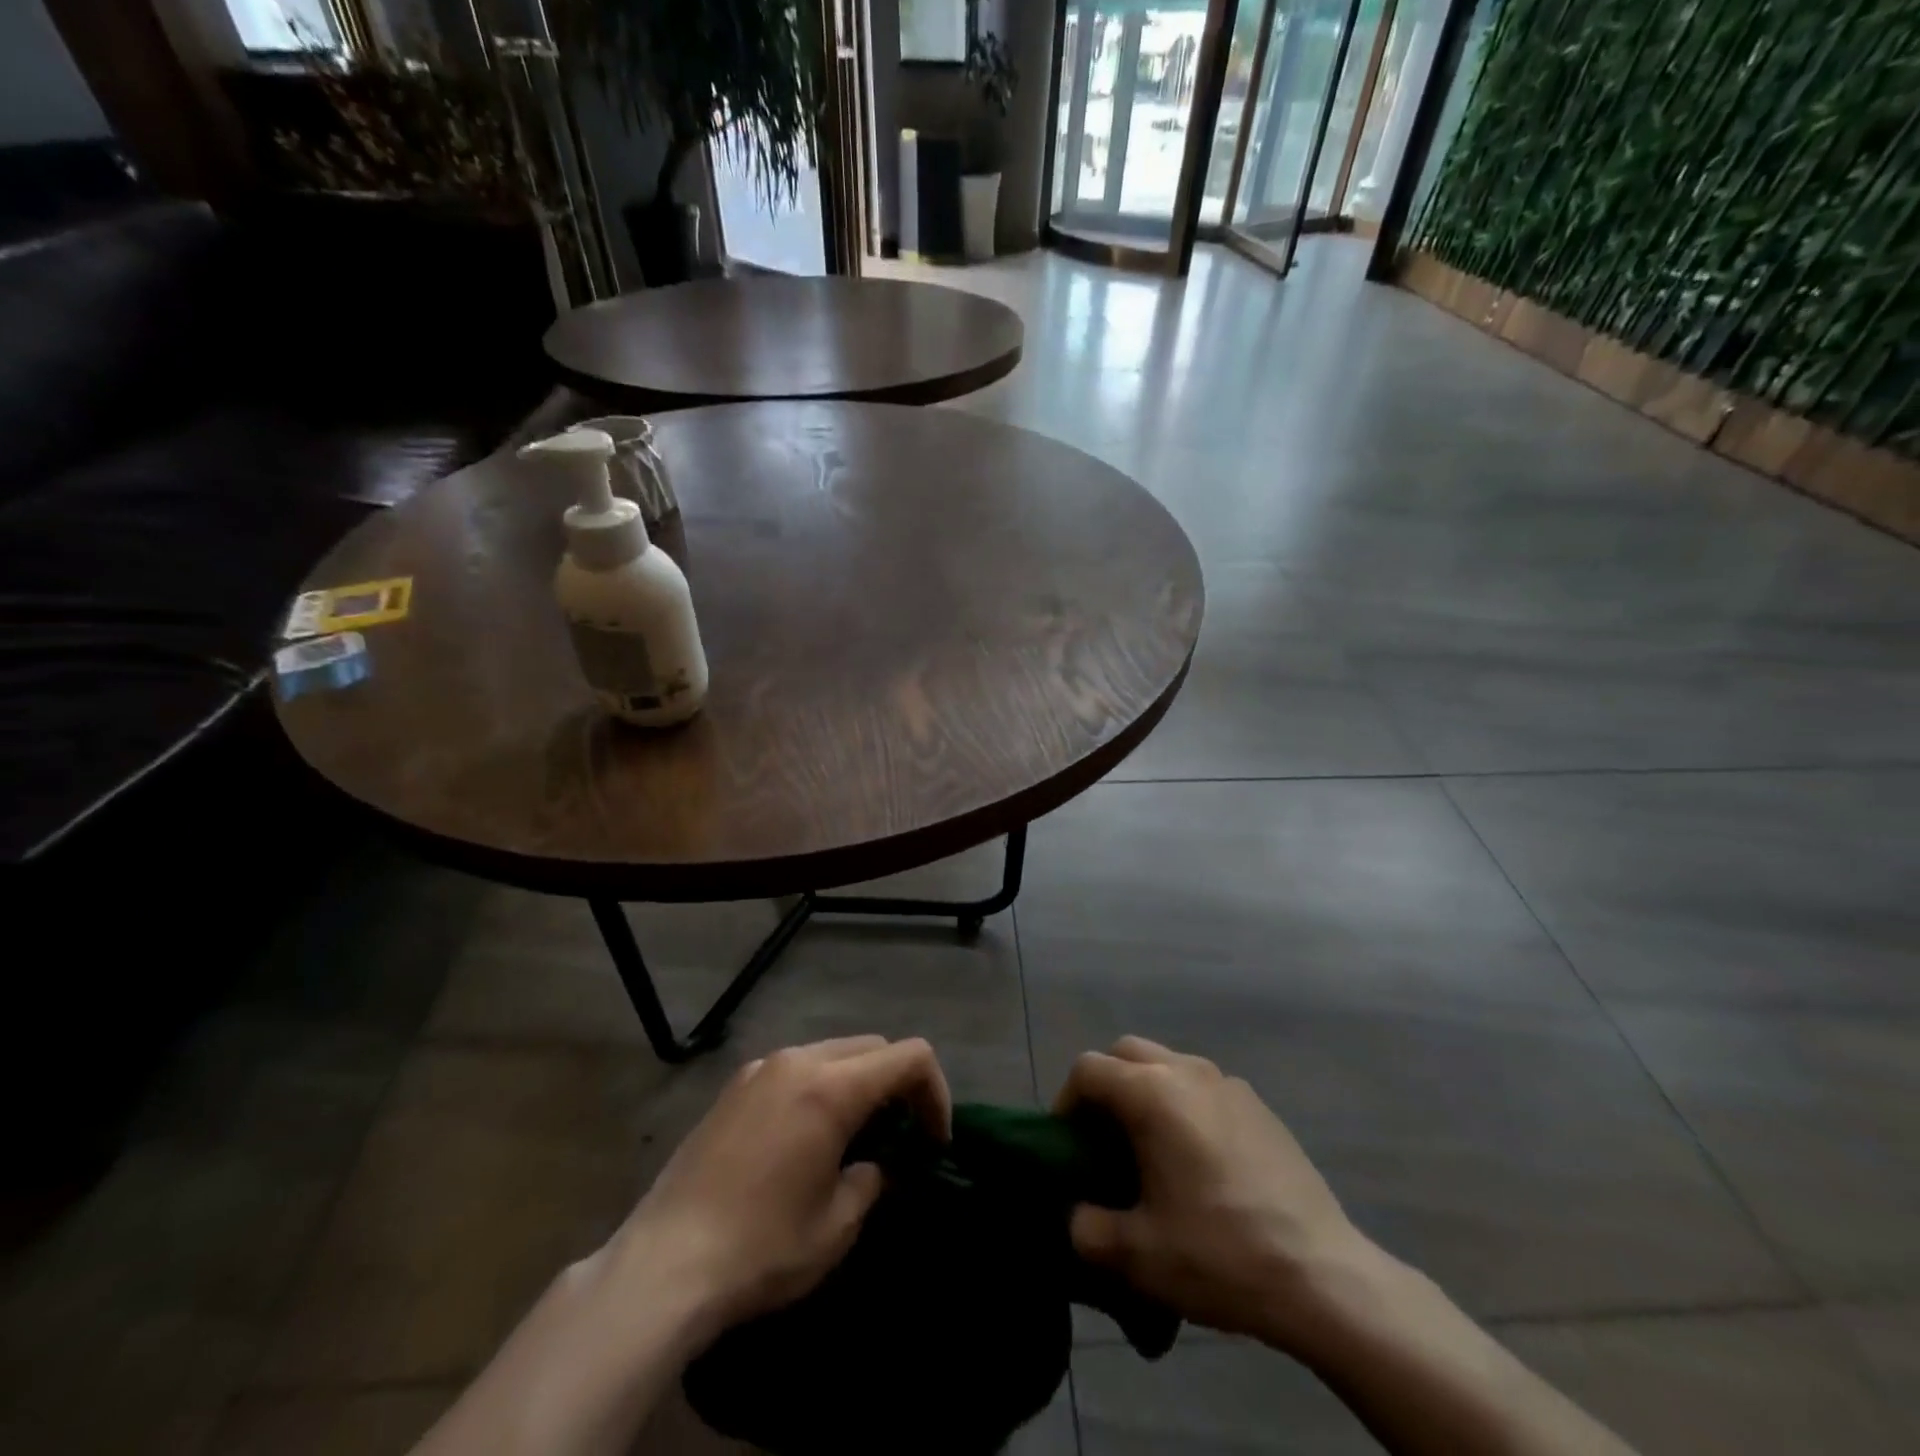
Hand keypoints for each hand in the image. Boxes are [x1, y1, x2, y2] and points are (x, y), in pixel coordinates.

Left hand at [610, 1035, 950, 1340]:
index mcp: (831, 1087)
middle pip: (872, 1047)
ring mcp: (761, 1068)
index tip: (933, 1139)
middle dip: (898, 1083)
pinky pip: (795, 1067)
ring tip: (854, 1136)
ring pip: (832, 1052)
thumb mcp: (836, 1226)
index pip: (909, 1056)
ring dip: (858, 1082)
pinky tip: (806, 1136)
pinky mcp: (735, 1086)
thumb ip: (873, 1179)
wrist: (663, 1265)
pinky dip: (819, 1086)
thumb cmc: (761, 1248)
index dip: (935, 1092)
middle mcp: (798, 1061)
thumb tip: (879, 1164)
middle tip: (900, 1136)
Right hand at [1055, 1036, 1373, 1347]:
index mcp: (1153, 1093)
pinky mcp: (1258, 1105)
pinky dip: (1183, 1104)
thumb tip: (1077, 1215)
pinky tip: (1199, 1160)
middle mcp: (1187, 1071)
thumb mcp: (1138, 1255)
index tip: (1069, 1144)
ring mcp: (1228, 1083)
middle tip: (1104, 1138)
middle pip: (1126, 1052)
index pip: (1088, 1069)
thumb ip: (1087, 1229)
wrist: (1323, 1277)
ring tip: (1150, 1148)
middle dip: (1105, 1084)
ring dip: (1145, 1090)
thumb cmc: (1221, 1254)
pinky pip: (1203, 1086)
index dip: (1067, 1101)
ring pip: (1167, 1063)